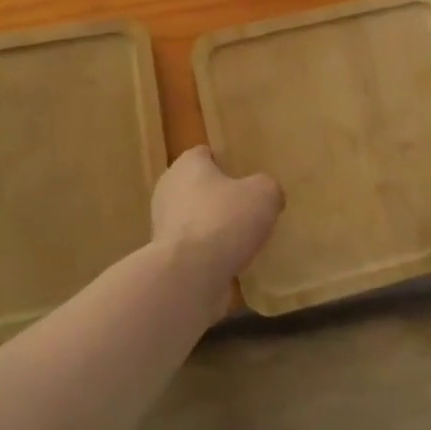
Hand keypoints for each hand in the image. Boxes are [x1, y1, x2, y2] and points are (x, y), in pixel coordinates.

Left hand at [150, 146, 282, 314]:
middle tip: (247, 209)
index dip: (226, 163)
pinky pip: (192, 248)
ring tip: (242, 241)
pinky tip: (228, 264)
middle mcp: (168, 189)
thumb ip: (267, 188)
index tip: (245, 177)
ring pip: (194, 219)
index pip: (205, 154)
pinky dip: (207, 255)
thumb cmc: (224, 220)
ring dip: (213, 228)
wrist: (189, 275)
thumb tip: (267, 196)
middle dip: (219, 197)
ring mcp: (162, 225)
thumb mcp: (264, 194)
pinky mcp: (165, 257)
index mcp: (187, 164)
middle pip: (198, 187)